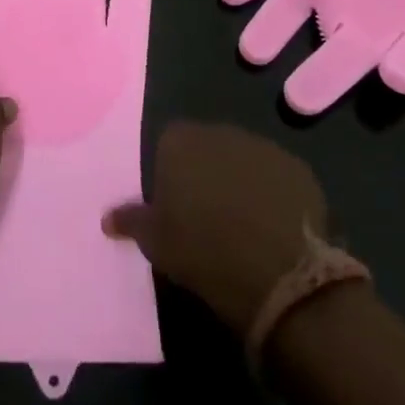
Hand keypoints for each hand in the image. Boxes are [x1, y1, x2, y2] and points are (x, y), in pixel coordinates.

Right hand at [104, 122, 329, 332]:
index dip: (170, 175)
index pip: (166, 146)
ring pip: (243, 161)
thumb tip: (107, 217)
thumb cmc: (202, 251)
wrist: (279, 272)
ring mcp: (263, 147)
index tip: (174, 207)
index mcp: (179, 141)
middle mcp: (220, 132)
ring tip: (243, 226)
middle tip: (206, 217)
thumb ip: (130, 220)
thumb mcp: (155, 242)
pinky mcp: (297, 169)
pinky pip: (277, 178)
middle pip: (206, 148)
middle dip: (206, 174)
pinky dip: (274, 196)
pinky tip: (274, 229)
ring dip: (241, 183)